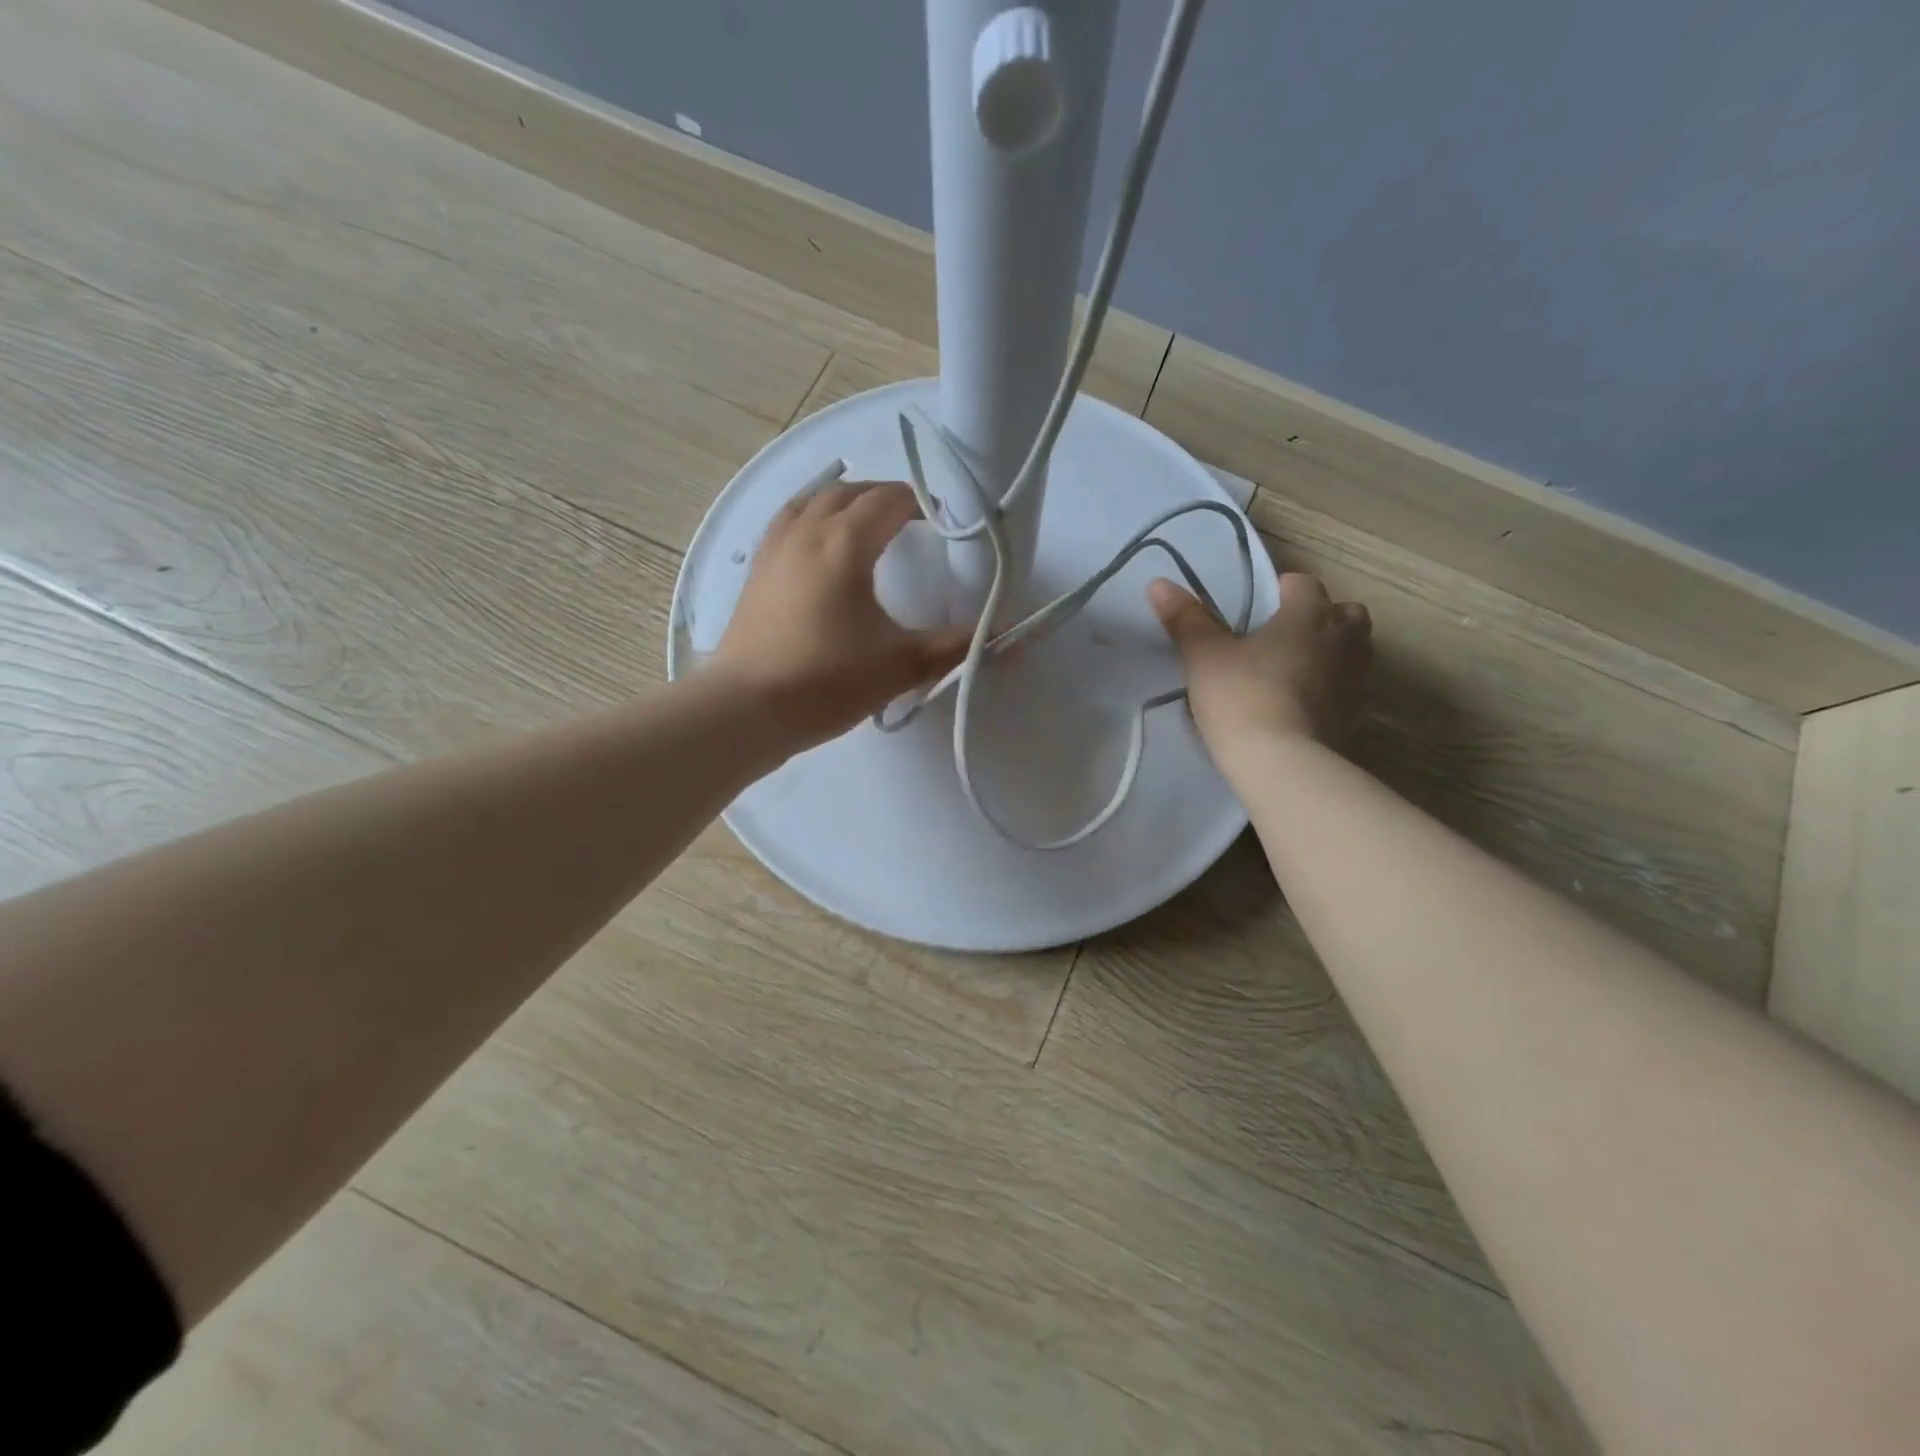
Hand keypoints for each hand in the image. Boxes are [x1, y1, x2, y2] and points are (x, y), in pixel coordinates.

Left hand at [713, 482, 970, 751]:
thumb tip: (1006, 638)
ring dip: (844, 502)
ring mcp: (774, 548)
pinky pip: (788, 523)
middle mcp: (806, 531)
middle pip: (849, 492)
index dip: (920, 504)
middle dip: (884, 498)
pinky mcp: (756, 572)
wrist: (746, 709)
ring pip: (812, 501)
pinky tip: (818, 547)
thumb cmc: (827, 682)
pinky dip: (812, 519)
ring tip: (865, 524)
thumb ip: (955, 646)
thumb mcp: (901, 665)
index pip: (888, 500)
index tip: (942, 522)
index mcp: (845, 543)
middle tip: (910, 521)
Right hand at [1149, 571, 1371, 755]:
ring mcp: (1357, 677)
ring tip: (1294, 669)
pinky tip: (1303, 704)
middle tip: (1283, 636)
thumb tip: (1159, 584)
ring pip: (1353, 649)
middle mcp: (1343, 637)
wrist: (1279, 761)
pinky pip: (1349, 688)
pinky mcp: (1357, 714)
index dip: (1281, 590)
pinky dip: (1332, 688)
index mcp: (1309, 614)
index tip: (1258, 607)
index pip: (1303, 583)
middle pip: (1344, 612)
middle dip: (1320, 617)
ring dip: (1331, 652)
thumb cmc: (1241, 695)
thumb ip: (1186, 619)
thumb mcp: (1203, 656)